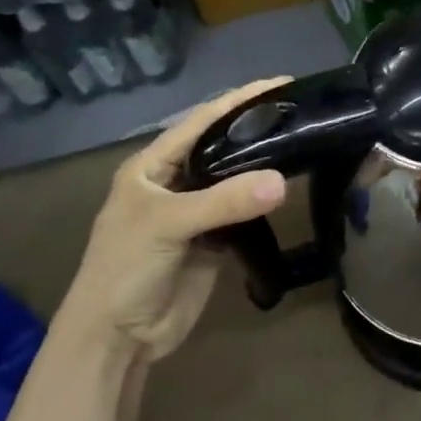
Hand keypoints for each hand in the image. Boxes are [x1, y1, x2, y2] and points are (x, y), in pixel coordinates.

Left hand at [56, 79, 288, 359]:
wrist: (117, 337)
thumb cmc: (125, 269)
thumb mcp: (167, 225)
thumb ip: (223, 202)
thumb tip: (283, 182)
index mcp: (153, 166)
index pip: (201, 122)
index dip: (238, 101)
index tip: (279, 83)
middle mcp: (175, 182)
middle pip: (221, 148)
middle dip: (255, 129)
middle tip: (301, 112)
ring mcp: (195, 213)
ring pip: (235, 181)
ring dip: (263, 165)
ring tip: (303, 142)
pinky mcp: (212, 241)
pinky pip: (242, 213)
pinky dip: (263, 202)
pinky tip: (289, 188)